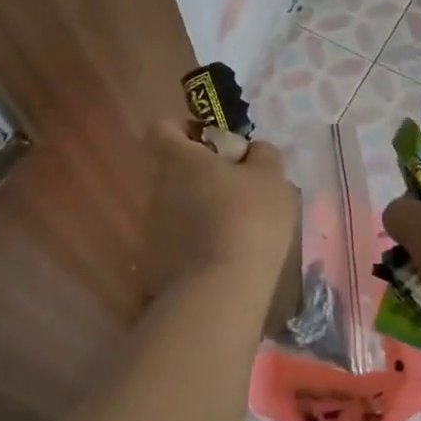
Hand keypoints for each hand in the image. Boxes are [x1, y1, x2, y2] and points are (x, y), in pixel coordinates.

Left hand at [144, 120, 299, 305]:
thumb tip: (251, 151)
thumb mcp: (271, 176)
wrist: (222, 292)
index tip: (213, 144)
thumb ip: (261, 154)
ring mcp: (150, 229)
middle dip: (199, 175)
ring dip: (196, 211)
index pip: (163, 128)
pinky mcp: (152, 265)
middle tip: (235, 189)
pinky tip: (220, 260)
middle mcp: (156, 188)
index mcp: (178, 159)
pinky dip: (193, 245)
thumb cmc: (248, 218)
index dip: (185, 130)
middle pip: (171, 170)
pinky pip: (174, 243)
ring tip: (232, 230)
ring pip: (173, 207)